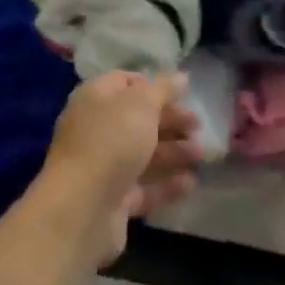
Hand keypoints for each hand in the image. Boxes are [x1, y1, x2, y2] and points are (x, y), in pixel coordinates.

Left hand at [37, 71, 202, 267]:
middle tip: (199, 125)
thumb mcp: (141, 105)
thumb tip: (180, 76)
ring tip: (202, 154)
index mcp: (94, 99)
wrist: (82, 209)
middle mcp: (96, 129)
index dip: (153, 85)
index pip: (124, 82)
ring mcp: (103, 166)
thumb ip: (163, 89)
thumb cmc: (111, 142)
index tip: (182, 93)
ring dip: (174, 152)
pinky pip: (144, 187)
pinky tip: (191, 183)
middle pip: (137, 119)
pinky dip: (167, 184)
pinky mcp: (113, 200)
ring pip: (143, 154)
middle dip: (170, 120)